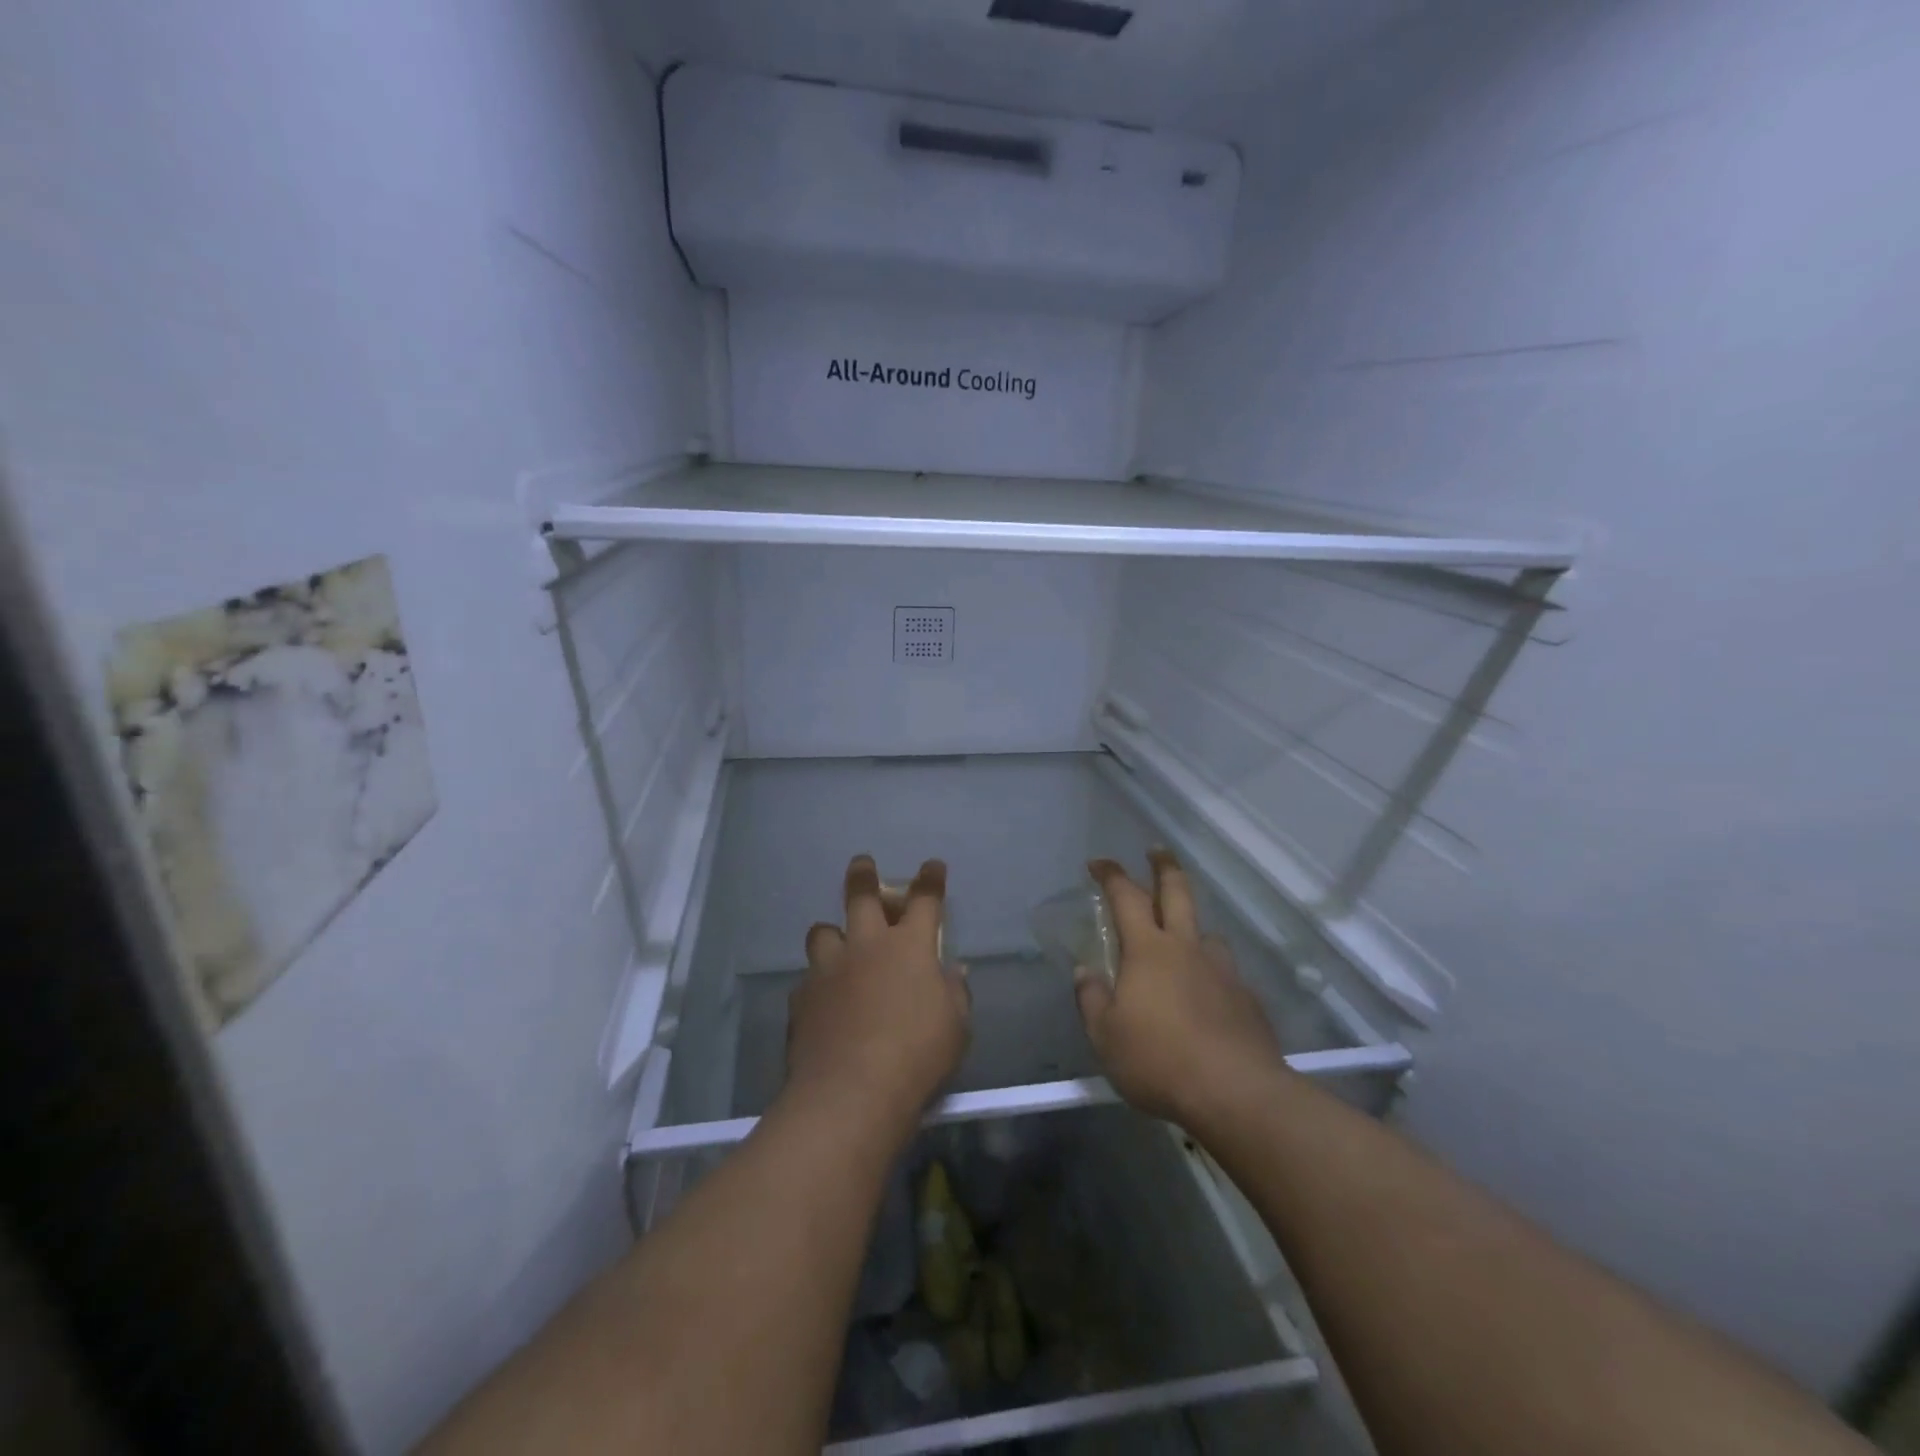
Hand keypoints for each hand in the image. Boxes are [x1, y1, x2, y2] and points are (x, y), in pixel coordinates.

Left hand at [784, 856, 970, 1133]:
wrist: (851, 1091)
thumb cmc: (917, 1055)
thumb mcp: (956, 1027)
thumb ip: (954, 992)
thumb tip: (952, 971)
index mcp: (910, 947)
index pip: (925, 900)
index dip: (930, 880)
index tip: (932, 866)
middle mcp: (867, 946)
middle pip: (861, 895)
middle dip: (863, 875)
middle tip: (862, 863)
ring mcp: (829, 969)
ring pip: (823, 932)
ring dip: (832, 934)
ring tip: (836, 944)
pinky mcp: (802, 998)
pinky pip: (808, 980)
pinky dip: (817, 984)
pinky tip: (822, 1002)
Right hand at [1074, 851, 1285, 1127]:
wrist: (1237, 1093)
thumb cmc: (1159, 1061)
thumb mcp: (1106, 1036)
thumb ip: (1092, 999)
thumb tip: (1087, 971)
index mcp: (1148, 950)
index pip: (1125, 896)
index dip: (1111, 874)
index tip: (1098, 863)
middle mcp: (1187, 948)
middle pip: (1177, 892)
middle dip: (1164, 867)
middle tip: (1156, 851)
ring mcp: (1223, 971)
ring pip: (1207, 933)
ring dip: (1193, 927)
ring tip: (1184, 941)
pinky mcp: (1247, 999)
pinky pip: (1226, 972)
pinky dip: (1211, 972)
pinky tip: (1208, 996)